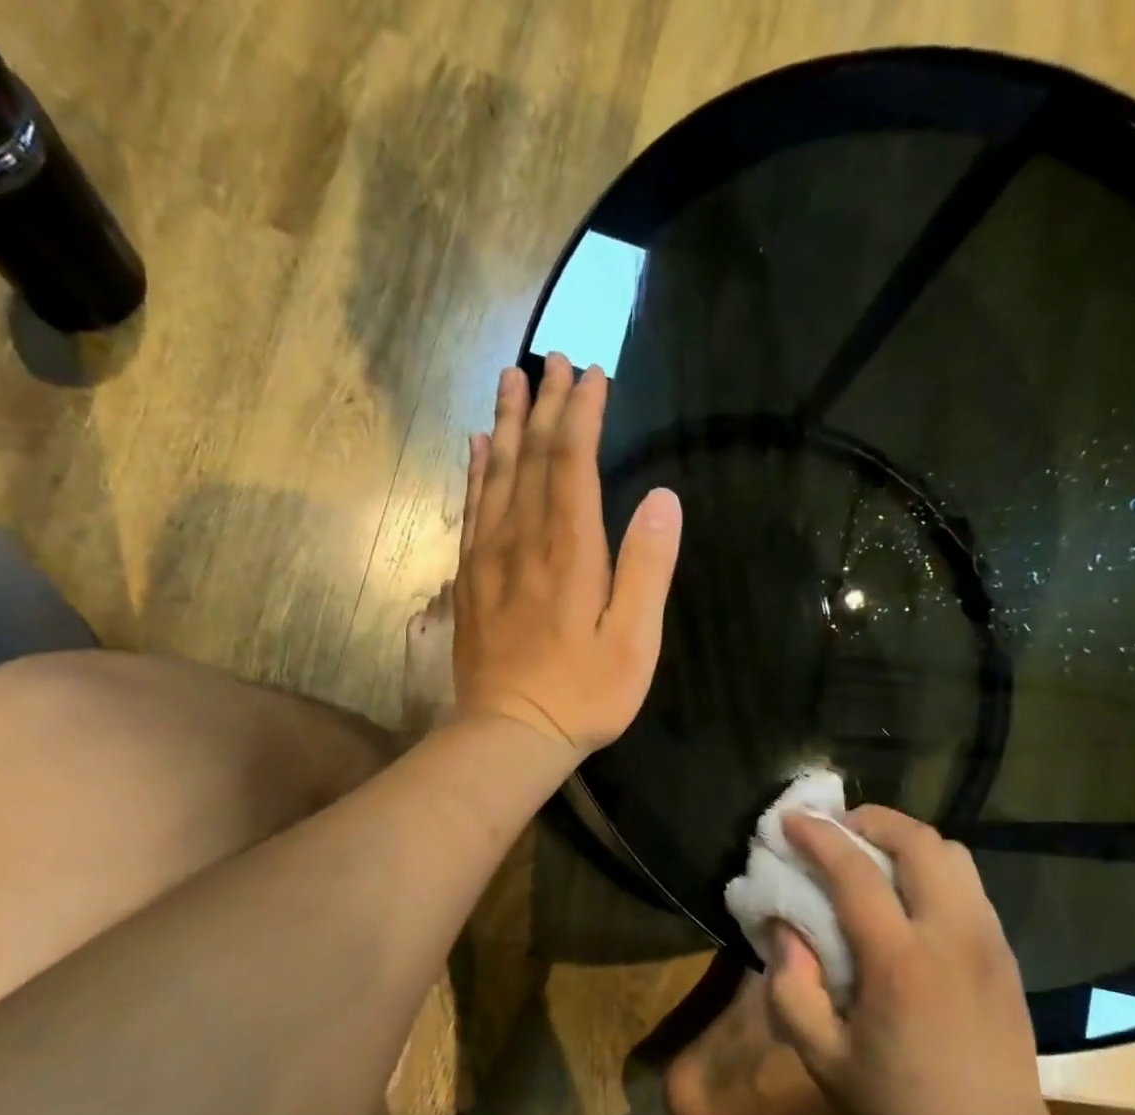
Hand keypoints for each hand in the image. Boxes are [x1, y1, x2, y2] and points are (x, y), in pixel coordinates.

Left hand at [453, 354, 681, 755]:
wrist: (510, 733)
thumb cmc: (583, 694)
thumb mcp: (633, 641)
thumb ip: (647, 569)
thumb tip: (663, 499)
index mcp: (569, 551)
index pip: (573, 464)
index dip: (582, 416)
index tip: (593, 375)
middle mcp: (524, 541)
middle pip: (532, 458)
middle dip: (546, 406)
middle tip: (553, 361)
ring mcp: (490, 558)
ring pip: (496, 475)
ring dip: (507, 424)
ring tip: (512, 380)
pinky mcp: (471, 579)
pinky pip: (472, 509)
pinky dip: (476, 472)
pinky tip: (478, 447)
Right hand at [764, 806, 1058, 1114]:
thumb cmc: (900, 1111)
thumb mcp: (823, 1060)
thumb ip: (792, 988)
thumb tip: (783, 929)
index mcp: (901, 964)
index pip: (856, 873)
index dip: (818, 837)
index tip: (789, 819)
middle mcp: (951, 936)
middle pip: (919, 842)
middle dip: (871, 820)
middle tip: (835, 830)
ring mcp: (987, 939)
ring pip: (952, 853)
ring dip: (905, 839)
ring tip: (870, 856)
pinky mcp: (1004, 951)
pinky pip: (967, 881)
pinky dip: (931, 865)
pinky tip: (906, 895)